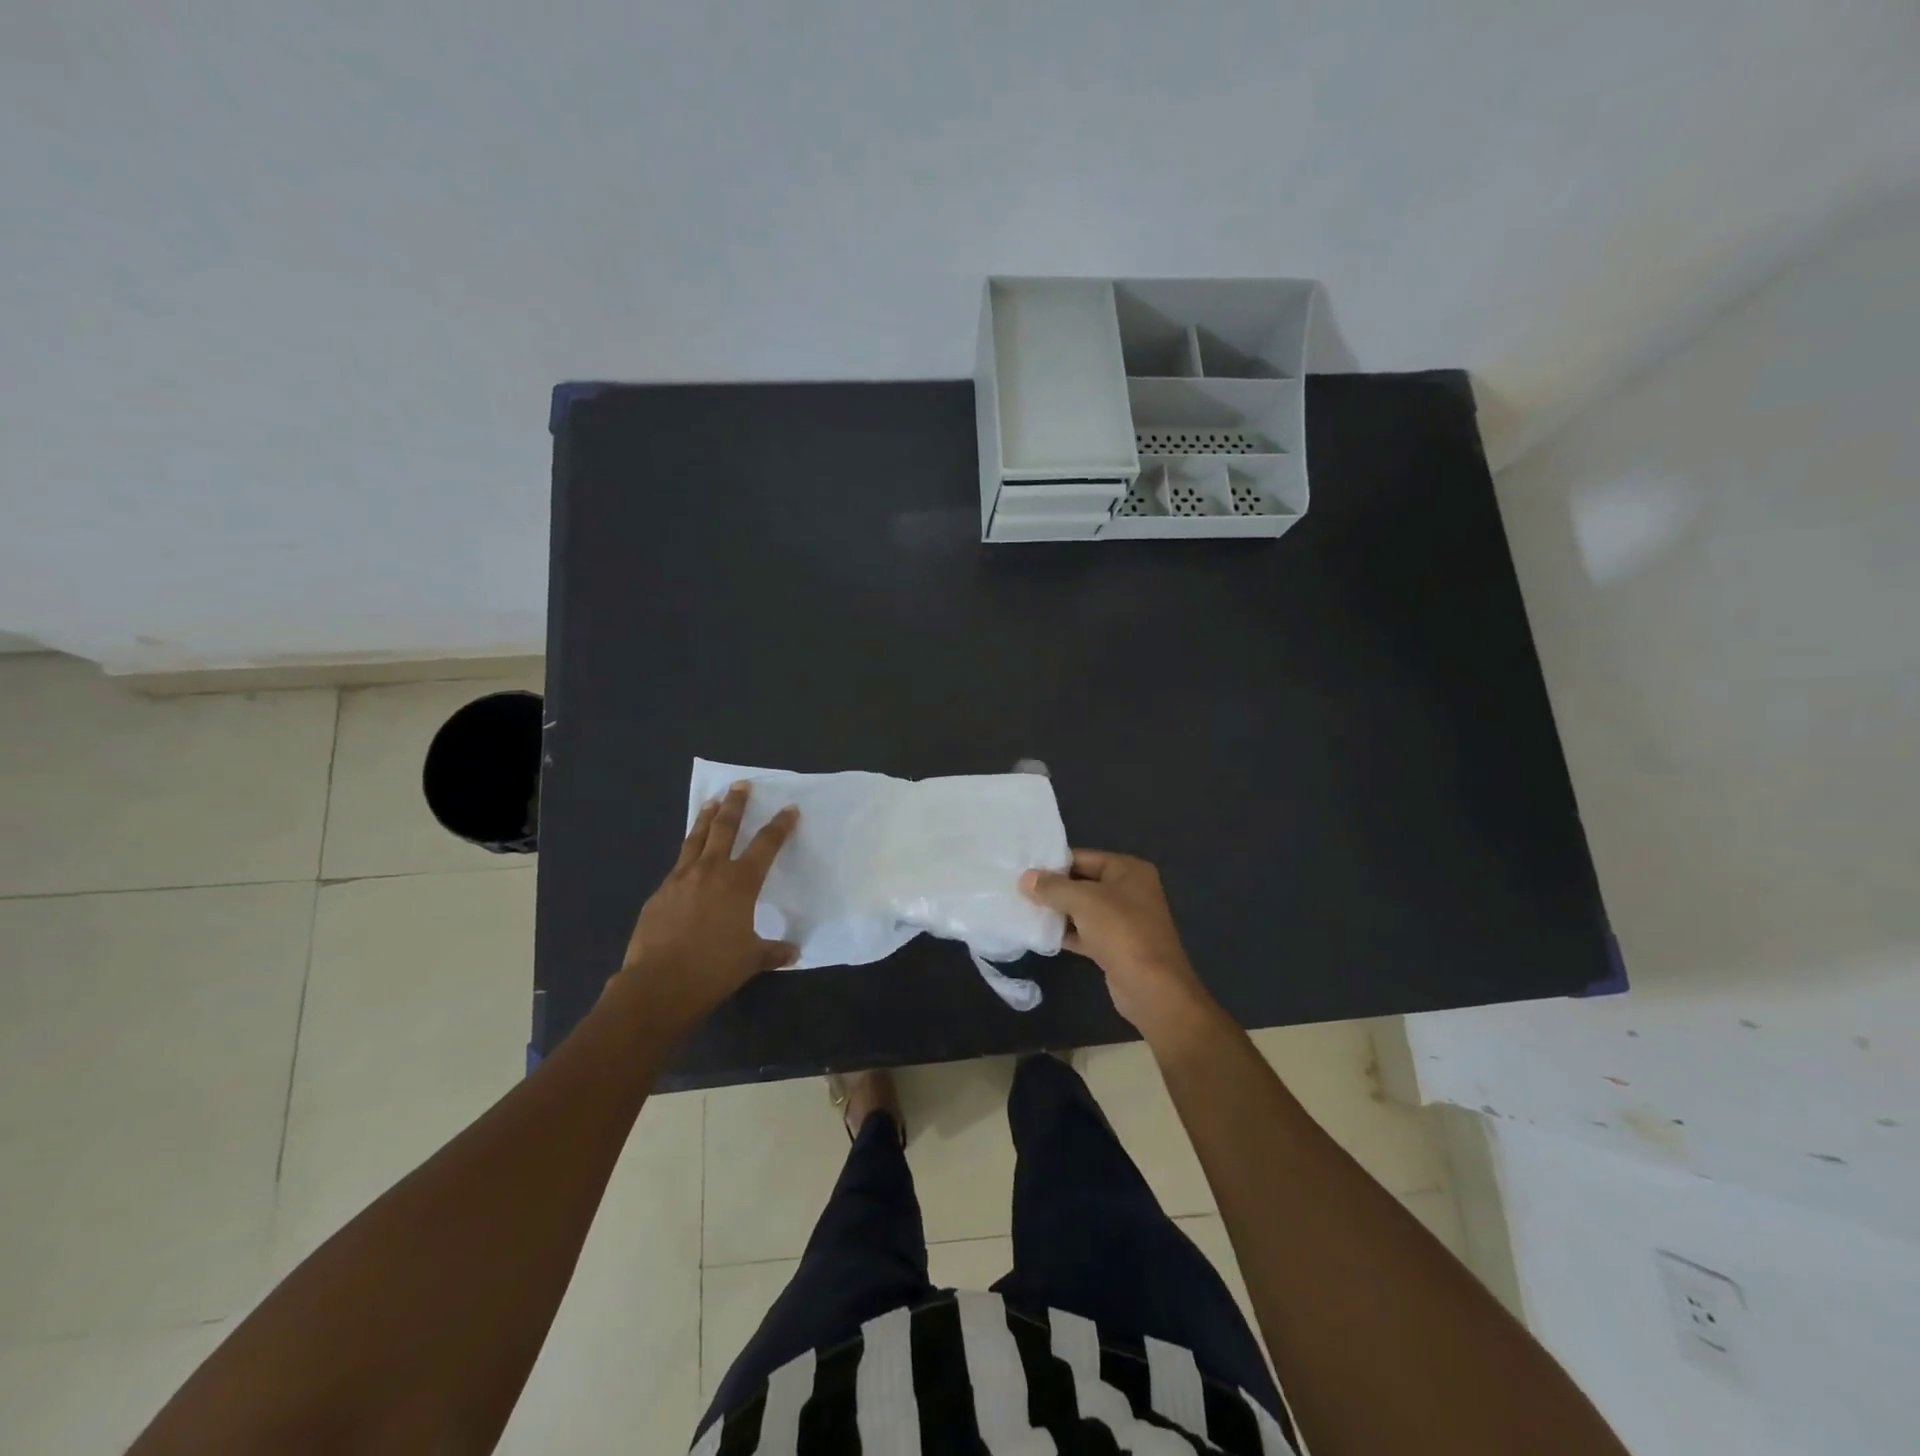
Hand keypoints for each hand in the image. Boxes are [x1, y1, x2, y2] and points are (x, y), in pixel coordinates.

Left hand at [609, 781, 799, 1032]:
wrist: (658, 985)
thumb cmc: (713, 970)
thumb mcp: (751, 961)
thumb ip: (773, 951)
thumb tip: (793, 953)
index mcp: (740, 883)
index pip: (765, 845)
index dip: (780, 825)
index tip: (789, 809)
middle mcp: (711, 871)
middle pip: (725, 827)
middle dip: (736, 804)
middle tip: (741, 785)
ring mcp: (681, 879)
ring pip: (695, 839)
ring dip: (705, 818)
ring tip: (711, 801)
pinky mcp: (659, 894)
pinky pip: (678, 865)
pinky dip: (687, 854)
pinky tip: (689, 859)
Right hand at [1021, 850, 1217, 1041]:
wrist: (1151, 988)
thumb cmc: (1120, 931)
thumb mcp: (1083, 901)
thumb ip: (1052, 887)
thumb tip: (1025, 879)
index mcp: (1128, 870)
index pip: (1083, 857)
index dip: (1053, 863)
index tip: (1023, 870)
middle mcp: (1129, 890)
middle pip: (1082, 882)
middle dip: (1053, 888)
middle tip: (1018, 890)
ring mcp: (1124, 920)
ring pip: (1083, 909)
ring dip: (1057, 911)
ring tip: (1023, 910)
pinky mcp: (1115, 946)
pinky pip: (1085, 932)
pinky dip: (1066, 933)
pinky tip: (1040, 934)